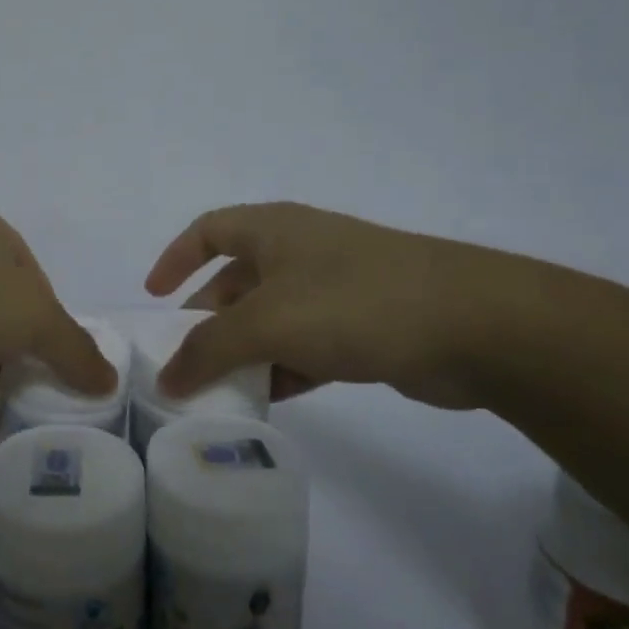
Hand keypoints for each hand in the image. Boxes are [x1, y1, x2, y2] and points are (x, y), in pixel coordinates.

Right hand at [143, 202, 516, 409]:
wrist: (473, 324)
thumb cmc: (352, 302)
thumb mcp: (267, 322)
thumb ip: (208, 349)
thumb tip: (166, 378)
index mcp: (273, 229)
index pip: (208, 230)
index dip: (175, 259)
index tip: (155, 299)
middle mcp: (300, 251)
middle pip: (237, 280)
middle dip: (208, 320)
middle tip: (185, 361)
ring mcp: (335, 287)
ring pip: (272, 317)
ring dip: (246, 350)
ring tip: (220, 391)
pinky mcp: (364, 325)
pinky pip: (307, 344)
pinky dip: (285, 367)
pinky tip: (272, 399)